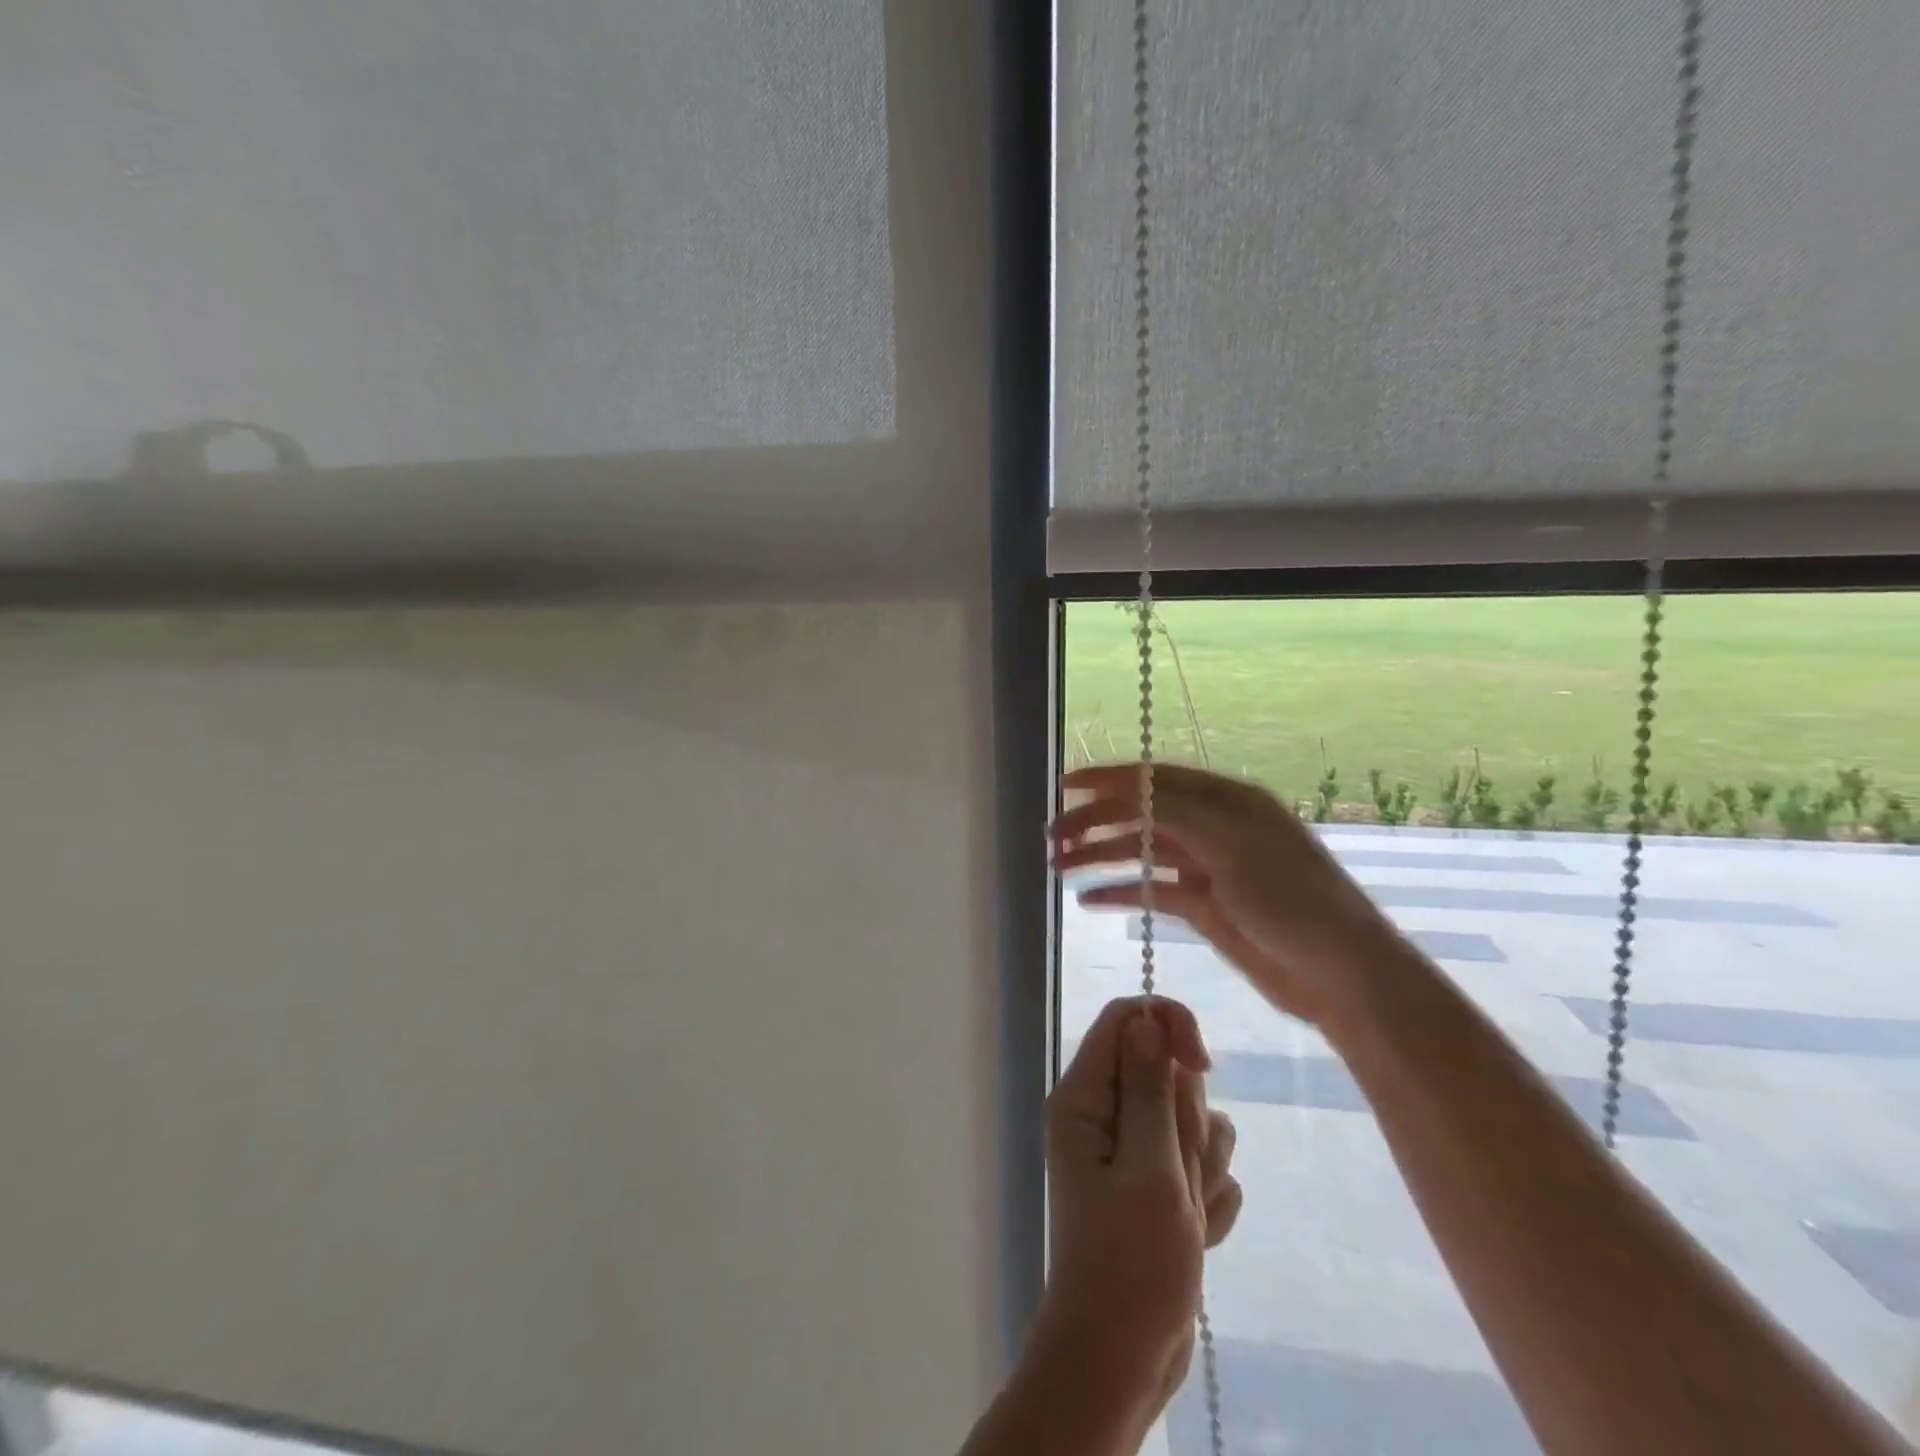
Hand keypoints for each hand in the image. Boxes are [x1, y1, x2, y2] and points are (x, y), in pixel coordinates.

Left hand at [1035, 996, 1241, 1422]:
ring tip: (1182, 1210)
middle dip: (1188, 1117)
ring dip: (1202, 1163)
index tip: (1203, 1065)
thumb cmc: (1131, 1264)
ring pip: (1191, 1117)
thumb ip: (1152, 1090)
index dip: (1170, 1027)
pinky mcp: (1157, 1183)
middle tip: (1176, 1170)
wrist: (1123, 1359)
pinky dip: (1206, 1196)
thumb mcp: (1150, 1170)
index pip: (1128, 1019)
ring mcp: (1133, 1149)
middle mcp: (1105, 1112)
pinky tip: (1192, 1233)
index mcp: (1086, 1096)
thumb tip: (1147, 1020)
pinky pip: (1201, 1164)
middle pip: (1166, 1068)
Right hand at [1052, 763, 1406, 1030]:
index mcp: (1225, 800)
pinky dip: (1121, 892)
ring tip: (1060, 867)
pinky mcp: (1204, 906)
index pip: (1155, 780)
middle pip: (1141, 816)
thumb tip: (1129, 787)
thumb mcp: (1233, 843)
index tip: (1064, 786)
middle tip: (1053, 839)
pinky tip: (1089, 900)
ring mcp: (1207, 868)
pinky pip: (1152, 891)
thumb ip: (1177, 811)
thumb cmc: (1290, 898)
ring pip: (1141, 853)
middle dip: (1095, 823)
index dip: (1107, 780)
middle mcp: (1212, 827)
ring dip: (1101, 856)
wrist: (1340, 974)